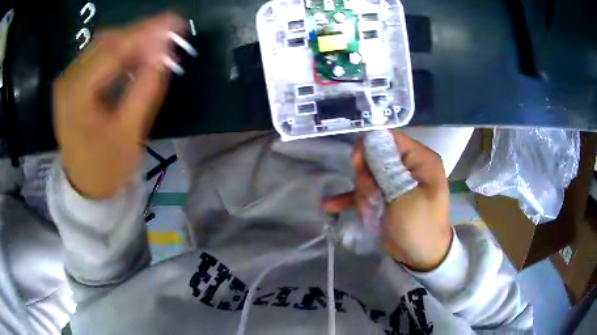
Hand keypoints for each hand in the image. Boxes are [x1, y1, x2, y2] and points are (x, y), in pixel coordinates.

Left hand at [53, 13, 183, 198]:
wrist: (84, 185)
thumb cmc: (106, 167)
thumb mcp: (129, 133)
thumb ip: (146, 88)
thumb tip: (165, 52)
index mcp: (77, 96)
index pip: (113, 50)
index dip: (146, 32)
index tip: (176, 22)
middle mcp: (67, 80)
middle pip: (106, 41)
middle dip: (140, 33)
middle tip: (169, 33)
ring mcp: (67, 80)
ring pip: (101, 44)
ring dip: (130, 40)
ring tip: (154, 44)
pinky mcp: (70, 82)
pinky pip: (96, 55)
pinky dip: (118, 50)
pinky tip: (134, 55)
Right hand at [324, 131, 451, 271]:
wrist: (421, 257)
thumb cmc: (420, 227)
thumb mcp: (405, 198)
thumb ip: (387, 170)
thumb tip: (368, 142)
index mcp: (420, 160)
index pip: (391, 138)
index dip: (371, 146)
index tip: (357, 164)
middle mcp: (408, 166)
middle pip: (375, 157)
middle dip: (367, 178)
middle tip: (371, 197)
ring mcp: (395, 182)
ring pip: (367, 176)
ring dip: (362, 194)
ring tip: (370, 212)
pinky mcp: (385, 197)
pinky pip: (365, 192)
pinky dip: (350, 199)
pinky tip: (330, 205)